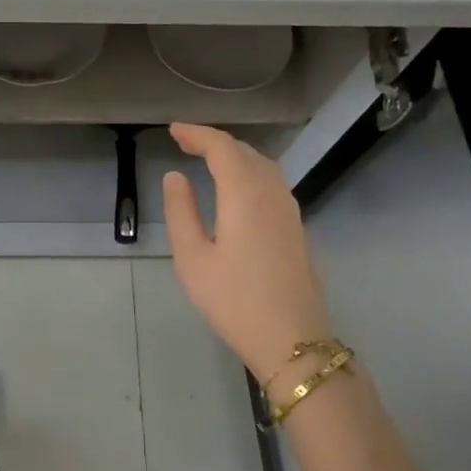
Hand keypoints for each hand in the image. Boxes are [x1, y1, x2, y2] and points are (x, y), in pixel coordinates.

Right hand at [163, 122, 333, 383]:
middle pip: (245, 152)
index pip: (221, 147)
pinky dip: (250, 172)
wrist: (291, 340)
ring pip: (263, 166)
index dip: (197, 133)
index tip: (173, 130)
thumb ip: (181, 212)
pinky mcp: (297, 228)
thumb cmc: (233, 301)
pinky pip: (273, 183)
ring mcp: (290, 210)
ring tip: (209, 160)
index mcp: (244, 194)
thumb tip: (175, 177)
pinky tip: (237, 188)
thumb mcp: (192, 259)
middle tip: (185, 143)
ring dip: (236, 155)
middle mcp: (272, 193)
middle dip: (215, 141)